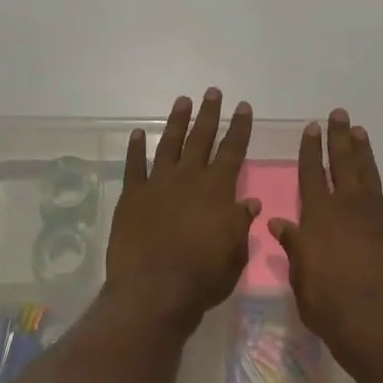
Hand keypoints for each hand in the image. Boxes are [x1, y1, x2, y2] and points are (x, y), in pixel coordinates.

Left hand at [104, 90, 259, 327]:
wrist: (154, 291)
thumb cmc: (202, 277)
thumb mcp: (234, 254)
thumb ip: (241, 224)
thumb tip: (250, 201)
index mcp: (217, 190)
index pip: (233, 151)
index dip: (239, 128)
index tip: (243, 107)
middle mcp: (189, 179)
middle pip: (201, 139)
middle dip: (209, 114)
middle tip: (213, 92)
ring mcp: (158, 184)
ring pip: (170, 145)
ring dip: (177, 122)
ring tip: (183, 101)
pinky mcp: (132, 197)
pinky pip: (134, 166)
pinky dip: (136, 149)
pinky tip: (138, 134)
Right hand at [270, 110, 382, 359]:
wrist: (377, 323)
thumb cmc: (328, 303)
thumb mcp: (300, 276)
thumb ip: (292, 245)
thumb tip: (277, 221)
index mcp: (318, 215)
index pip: (311, 173)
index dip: (311, 149)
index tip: (312, 128)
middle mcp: (347, 206)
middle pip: (342, 163)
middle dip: (339, 138)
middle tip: (339, 114)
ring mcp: (378, 215)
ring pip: (369, 174)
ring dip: (364, 151)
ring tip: (360, 131)